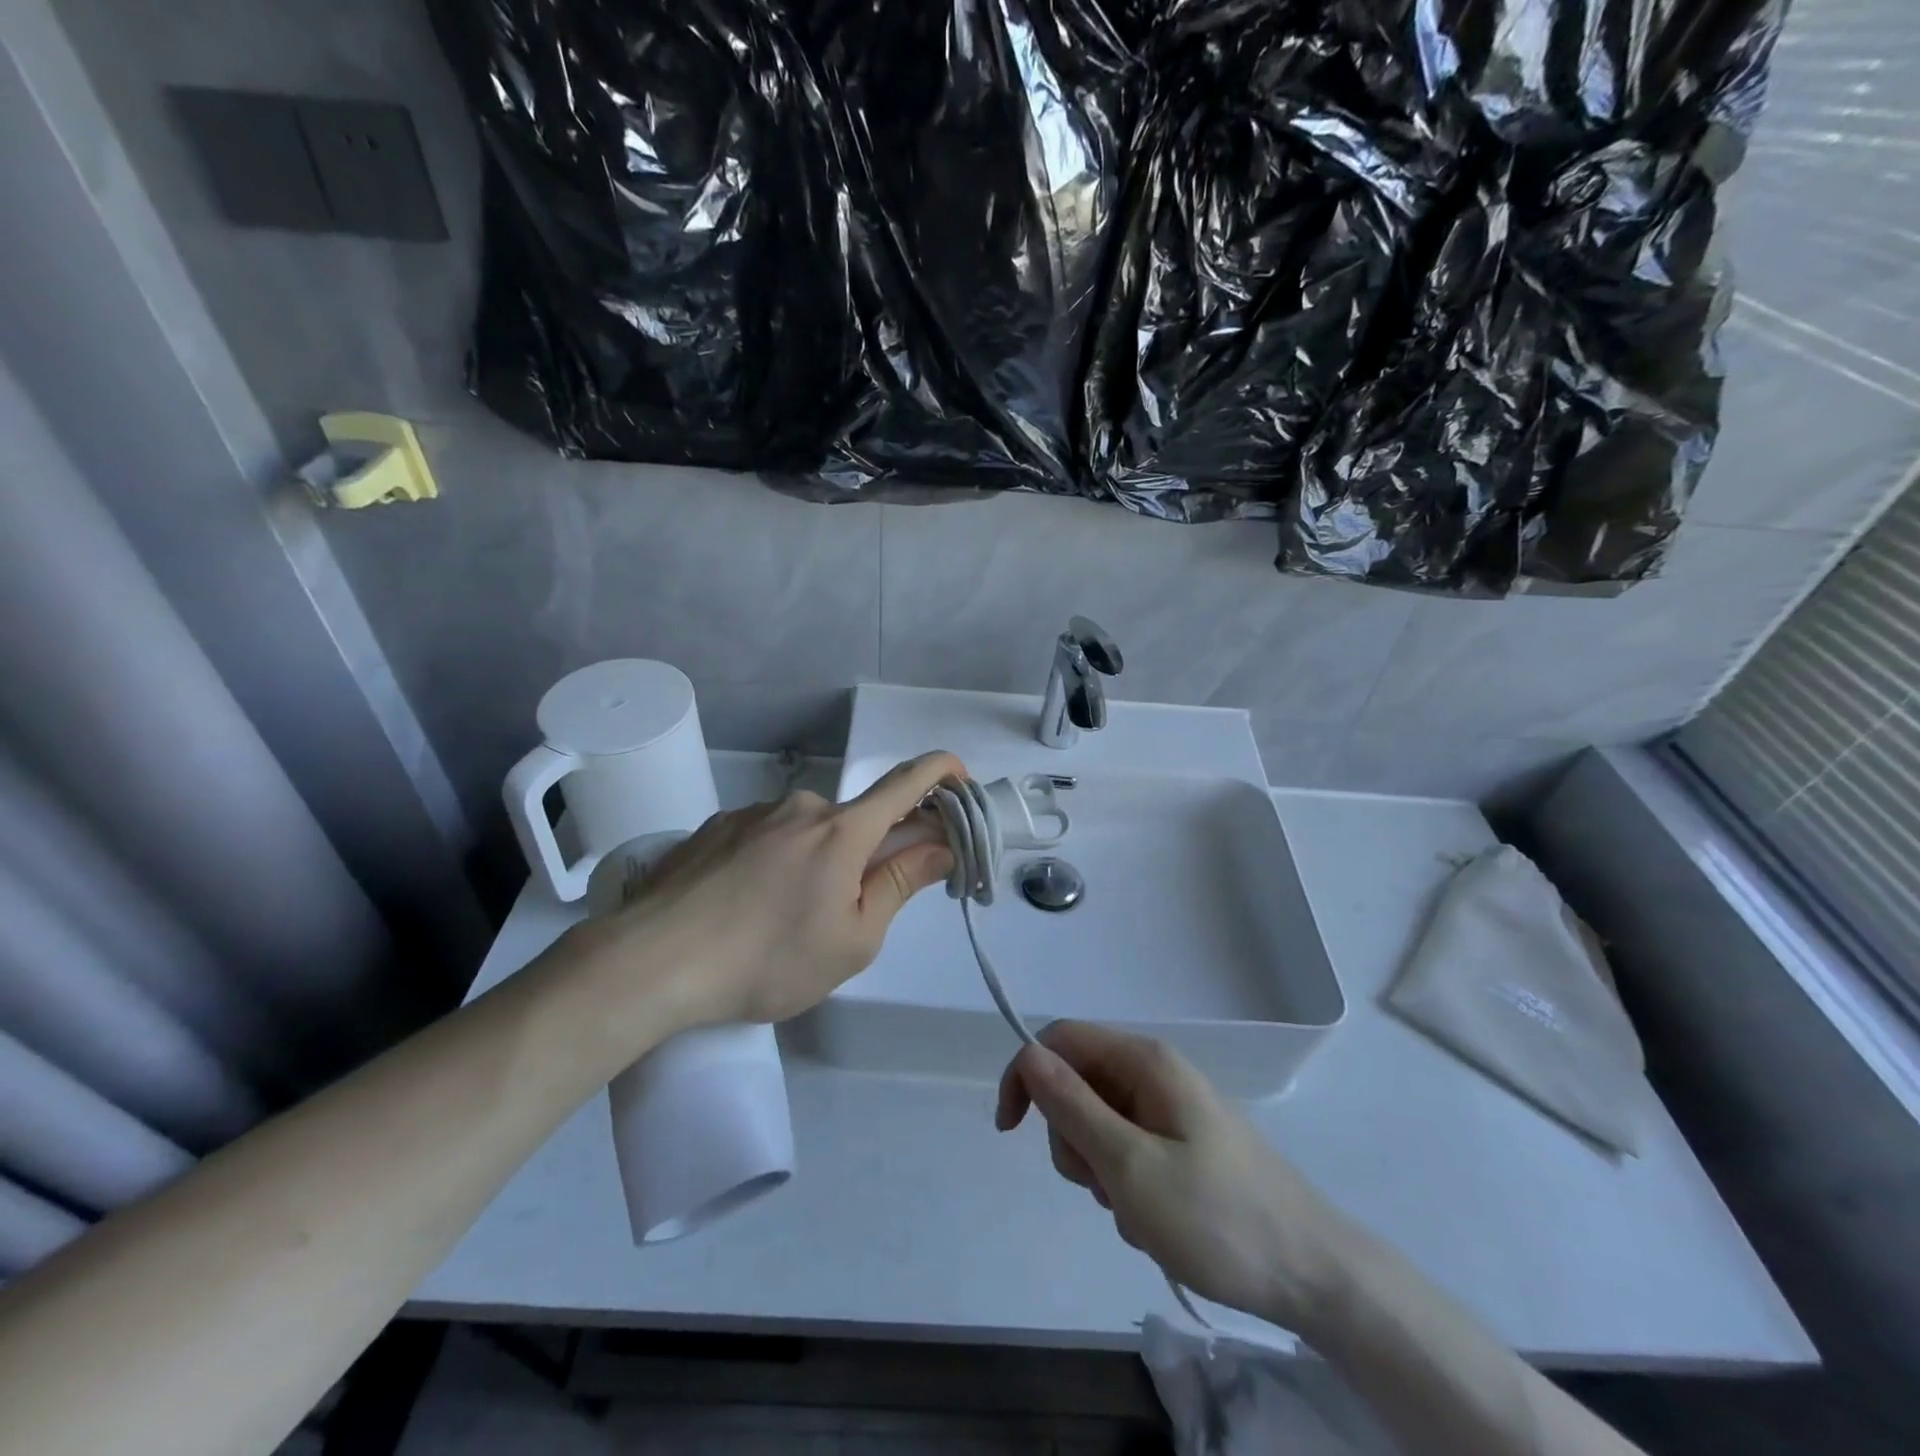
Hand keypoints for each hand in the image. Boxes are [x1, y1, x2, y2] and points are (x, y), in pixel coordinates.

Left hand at [566, 752, 962, 1027]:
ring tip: (781, 922)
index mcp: (843, 831)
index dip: (941, 772)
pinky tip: (744, 908)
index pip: (906, 783)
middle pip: (853, 821)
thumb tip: (939, 845)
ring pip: (805, 833)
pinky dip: (773, 864)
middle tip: (845, 911)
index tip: (960, 777)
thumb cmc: (769, 960)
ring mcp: (752, 814)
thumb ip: (899, 884)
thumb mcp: (852, 939)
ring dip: (814, 863)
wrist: (651, 962)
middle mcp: (801, 807)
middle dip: (865, 854)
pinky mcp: (713, 828)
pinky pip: (763, 838)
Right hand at [996, 1021, 1354, 1333]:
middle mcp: (1155, 1074)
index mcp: (1145, 1061)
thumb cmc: (1217, 1218)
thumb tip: (1027, 1055)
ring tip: (1137, 1211)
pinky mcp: (1182, 1145)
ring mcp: (1170, 1110)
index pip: (1060, 1040)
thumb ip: (1072, 1106)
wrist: (1313, 1276)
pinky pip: (1127, 1152)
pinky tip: (1156, 1221)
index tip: (1011, 1130)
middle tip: (1105, 1186)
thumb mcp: (1130, 1165)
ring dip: (1100, 1172)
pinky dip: (1126, 1187)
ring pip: (1098, 1124)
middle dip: (1072, 1138)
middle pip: (1077, 1085)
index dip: (1027, 1074)